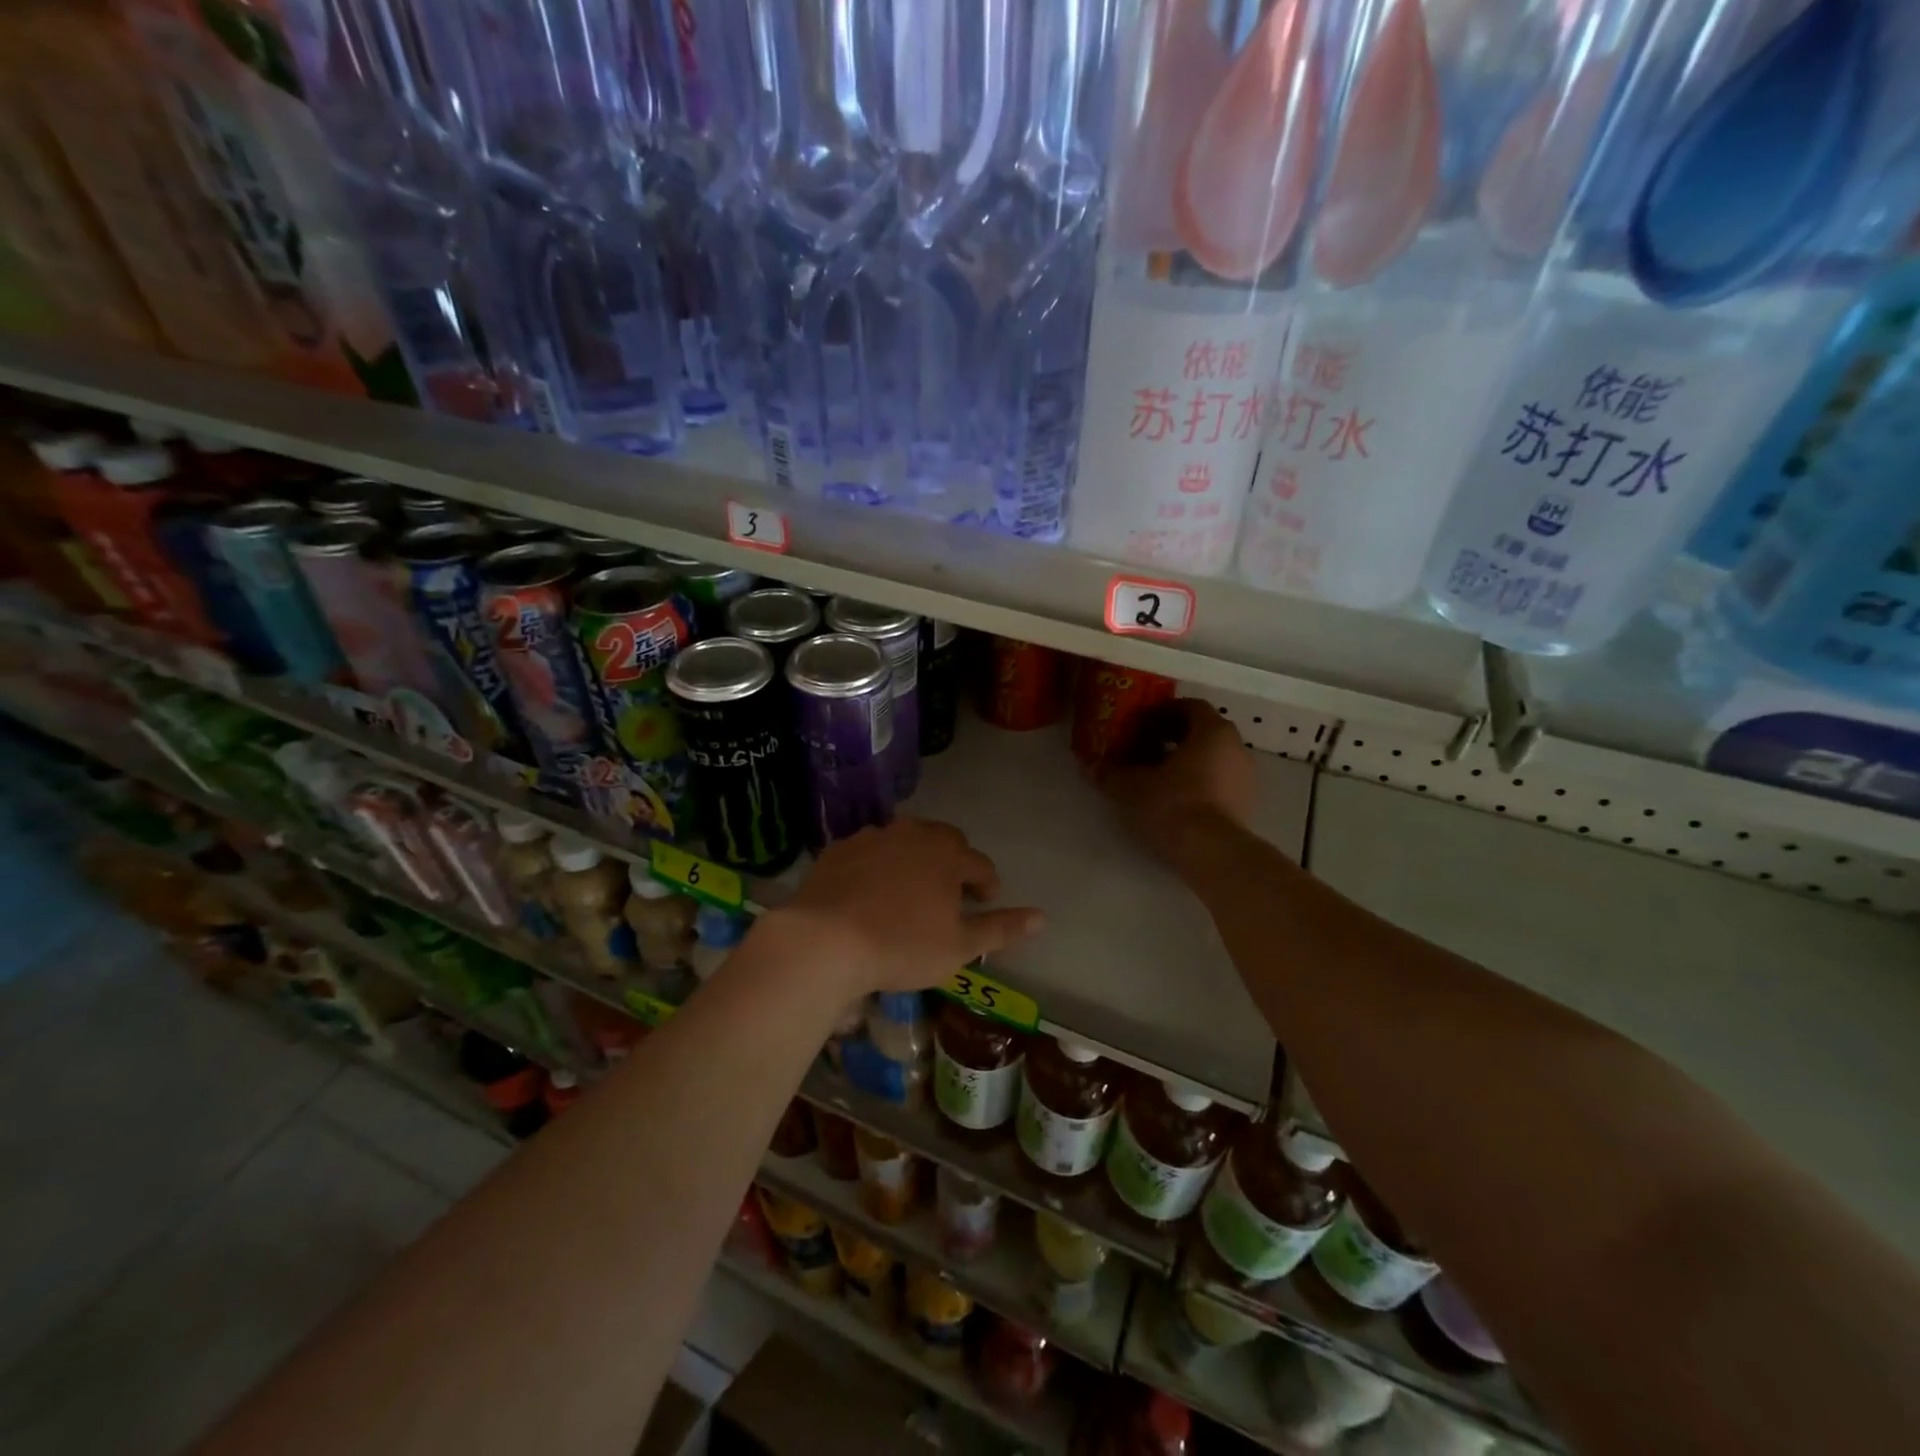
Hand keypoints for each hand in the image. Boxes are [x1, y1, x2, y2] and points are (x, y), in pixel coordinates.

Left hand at [770, 818, 1044, 996]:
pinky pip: (869, 851)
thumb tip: (1043, 917)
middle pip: (944, 841)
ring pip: (905, 841)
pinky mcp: (839, 848)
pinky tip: (869, 890)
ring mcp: (872, 836)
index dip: (987, 884)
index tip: (984, 902)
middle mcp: (913, 833)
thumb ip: (1001, 928)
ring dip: (914, 859)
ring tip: (909, 890)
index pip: (980, 864)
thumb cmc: (902, 945)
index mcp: (947, 854)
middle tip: (949, 893)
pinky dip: (877, 865)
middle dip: (953, 863)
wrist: (824, 940)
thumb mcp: (959, 946)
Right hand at [1097, 697, 1254, 854]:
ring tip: (1157, 776)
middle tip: (1144, 748)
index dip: (1163, 712)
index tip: (1141, 724)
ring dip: (1186, 760)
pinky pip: (1220, 780)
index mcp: (1213, 731)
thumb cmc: (1173, 804)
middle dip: (1173, 737)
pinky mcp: (1246, 803)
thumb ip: (1110, 772)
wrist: (1212, 852)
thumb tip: (1089, 766)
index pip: (1190, 706)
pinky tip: (1176, 798)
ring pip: (1212, 756)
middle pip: (1203, 731)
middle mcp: (1236, 747)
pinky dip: (1199, 781)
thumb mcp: (1131, 787)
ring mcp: (1246, 776)